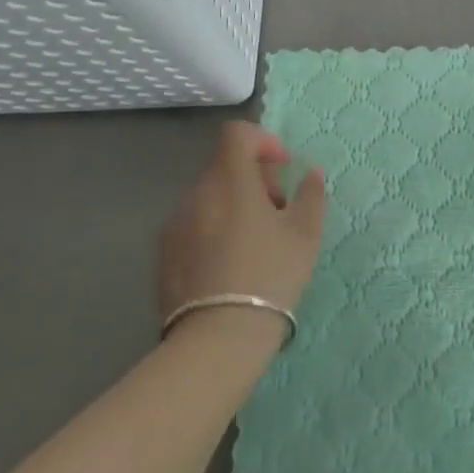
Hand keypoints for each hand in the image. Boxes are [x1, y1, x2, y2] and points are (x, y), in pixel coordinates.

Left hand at [159, 122, 326, 335]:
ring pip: (209, 198)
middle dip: (253, 179)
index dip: (262, 140)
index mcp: (230, 180)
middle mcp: (196, 193)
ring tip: (254, 243)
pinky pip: (193, 226)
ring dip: (233, 205)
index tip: (281, 168)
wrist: (217, 338)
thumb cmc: (269, 276)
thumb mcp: (305, 234)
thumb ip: (310, 195)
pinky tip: (229, 265)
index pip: (236, 134)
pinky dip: (213, 230)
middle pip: (224, 166)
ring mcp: (175, 224)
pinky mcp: (163, 255)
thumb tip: (310, 173)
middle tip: (276, 211)